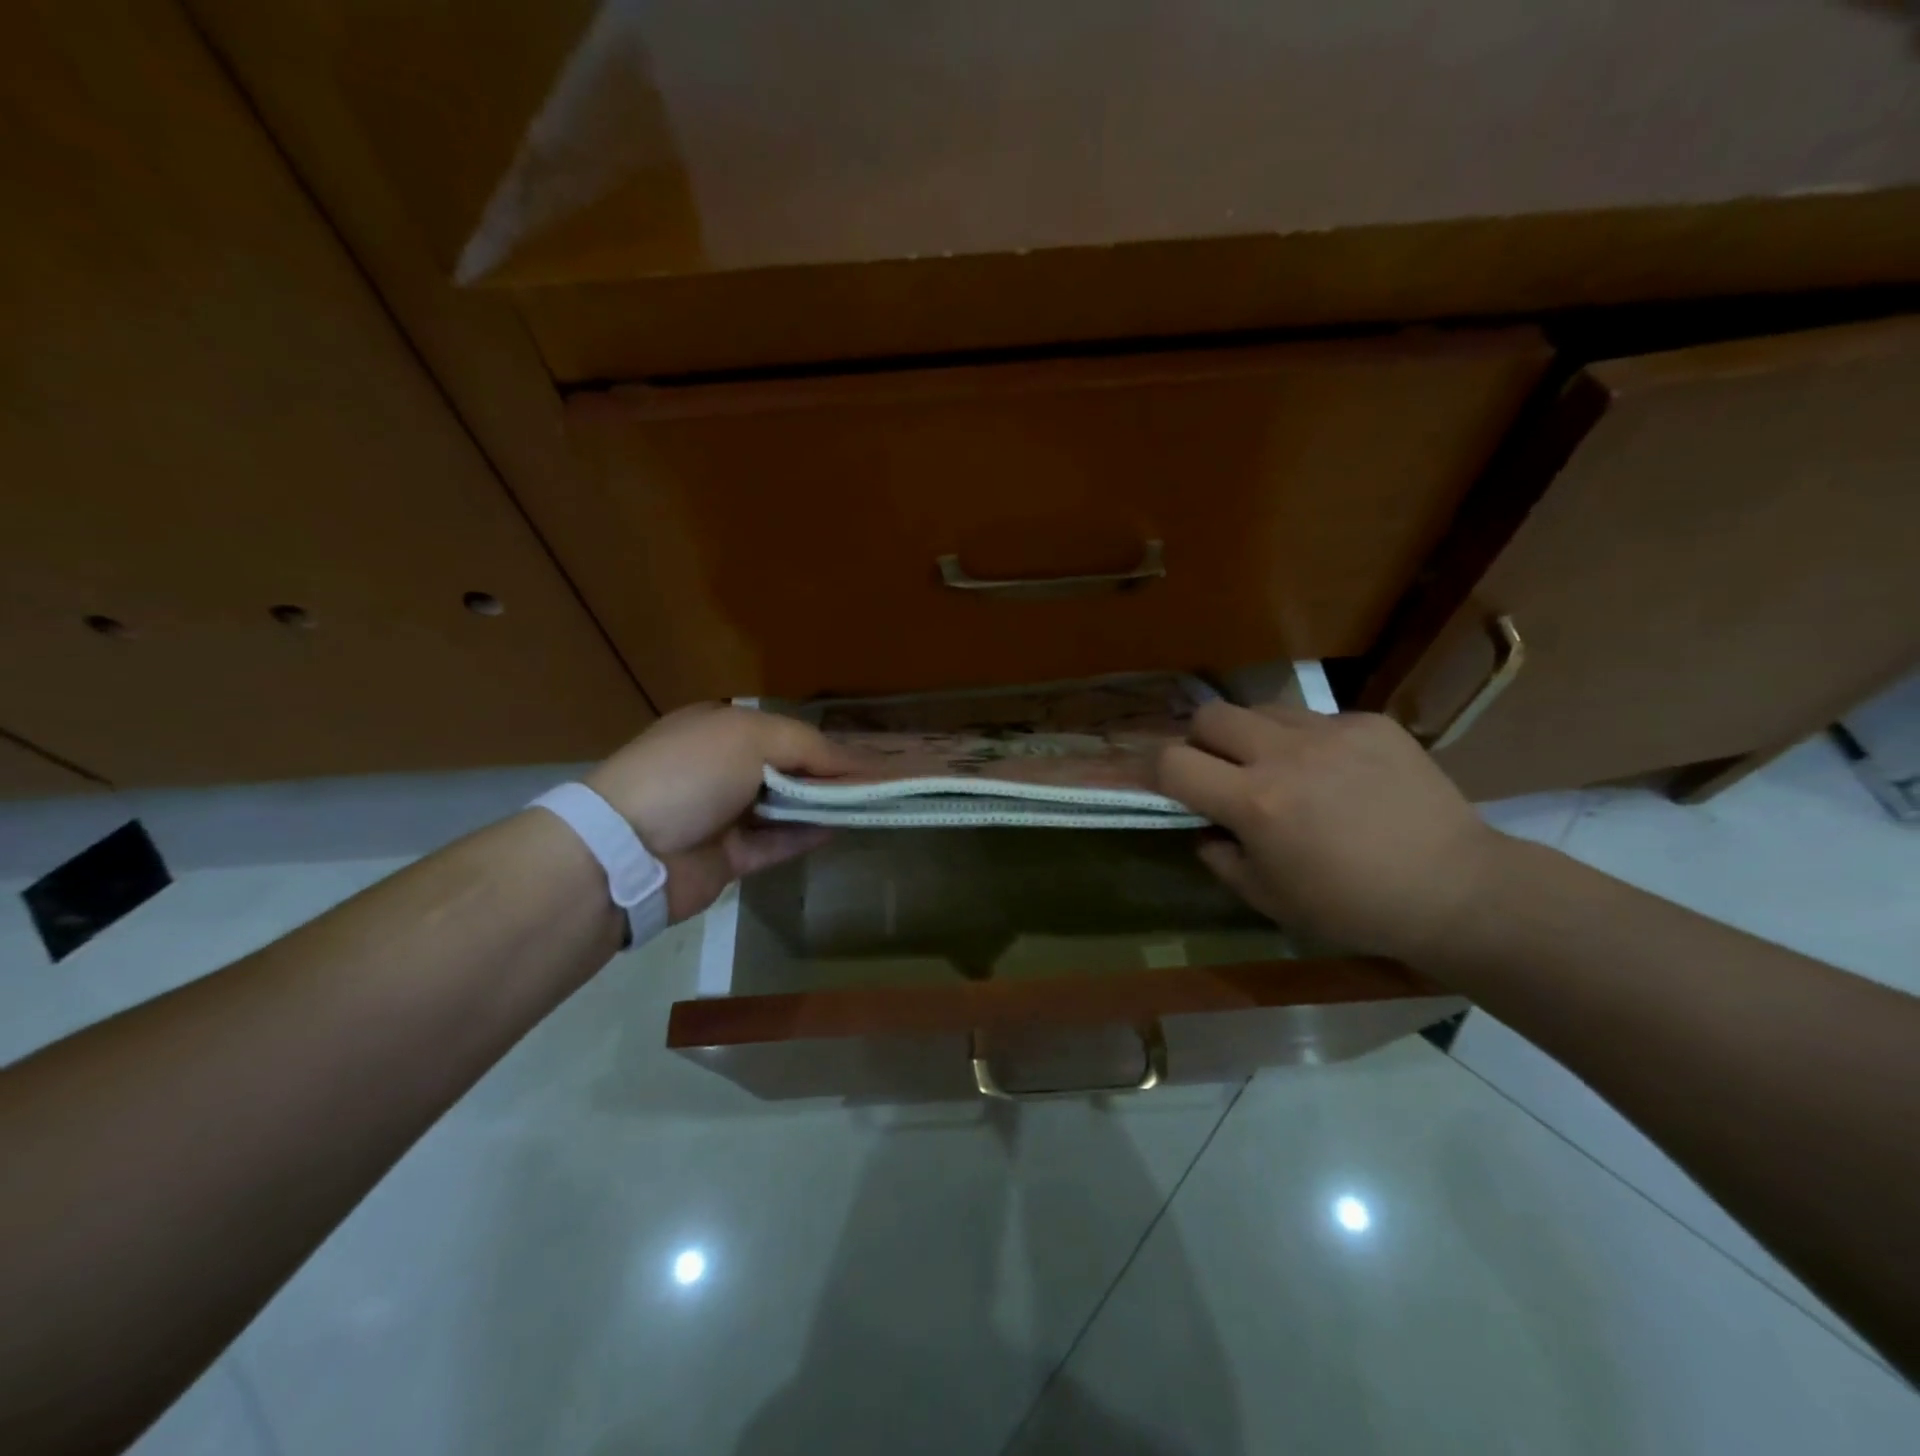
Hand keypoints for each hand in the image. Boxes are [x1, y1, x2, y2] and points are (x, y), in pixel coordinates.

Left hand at [584, 703, 869, 921]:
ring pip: (785, 807)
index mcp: (720, 728)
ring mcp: (723, 814)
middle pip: (788, 769)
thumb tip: (855, 764)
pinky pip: (775, 843)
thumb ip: (808, 746)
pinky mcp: (727, 857)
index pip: (785, 732)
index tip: (869, 757)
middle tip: (876, 784)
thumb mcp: (750, 737)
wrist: (628, 850)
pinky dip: (805, 836)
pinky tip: (839, 829)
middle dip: (828, 775)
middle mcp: (721, 768)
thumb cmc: (690, 773)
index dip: (827, 744)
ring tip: (868, 805)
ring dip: (822, 805)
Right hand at [1156, 702, 1508, 962]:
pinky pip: (1317, 718)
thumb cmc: (1353, 907)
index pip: (1173, 762)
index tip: (1163, 783)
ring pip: (1261, 709)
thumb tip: (1205, 829)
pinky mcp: (1371, 723)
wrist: (1456, 890)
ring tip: (1280, 767)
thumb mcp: (1269, 899)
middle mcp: (1286, 754)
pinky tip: (1338, 773)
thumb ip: (1221, 859)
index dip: (1156, 770)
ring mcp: (1331, 731)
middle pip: (1210, 716)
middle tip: (1221, 770)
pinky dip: (1309, 742)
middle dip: (1201, 741)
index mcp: (1256, 802)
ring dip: (1253, 736)